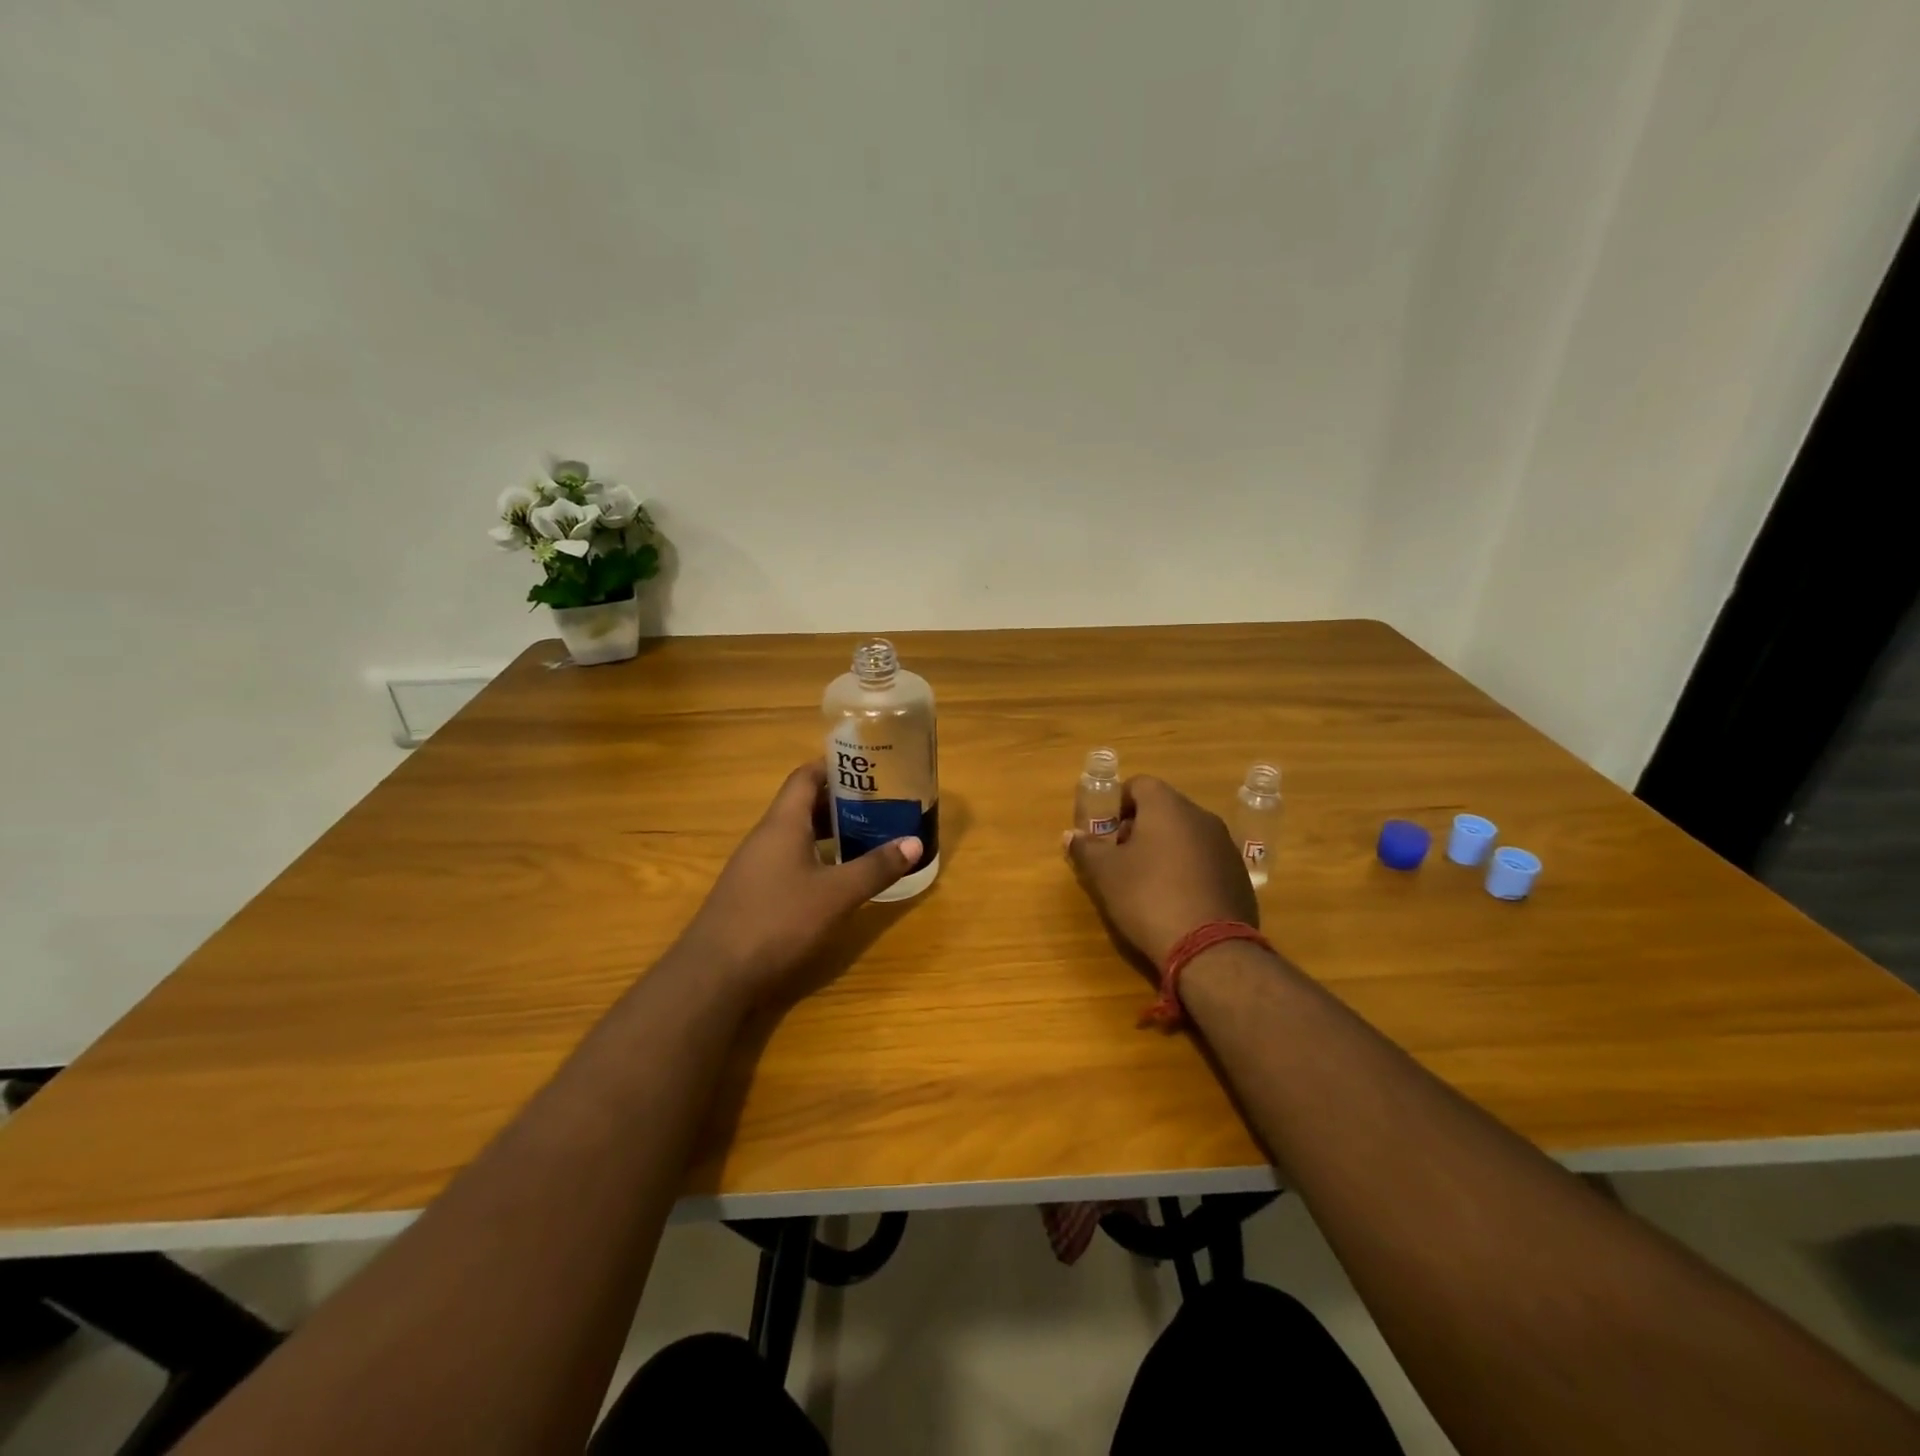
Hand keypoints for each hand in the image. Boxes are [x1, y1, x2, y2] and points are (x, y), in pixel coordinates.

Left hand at [679, 761, 922, 1003]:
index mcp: (782, 823)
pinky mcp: (753, 893)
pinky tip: (837, 877)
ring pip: (796, 835)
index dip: (836, 766)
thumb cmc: (778, 921)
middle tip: (880, 803)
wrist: (715, 974)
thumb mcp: (836, 894)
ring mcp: (755, 866)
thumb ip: (876, 867)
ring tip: (867, 835)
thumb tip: (915, 842)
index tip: (870, 767)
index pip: (806, 776)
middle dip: (841, 801)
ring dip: (830, 832)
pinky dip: (816, 858)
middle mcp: (766, 837)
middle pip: (803, 804)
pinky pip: (789, 860)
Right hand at [1065, 775, 1256, 965]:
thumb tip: (1070, 835)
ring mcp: (1225, 846)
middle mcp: (1201, 817)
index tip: (1104, 831)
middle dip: (1138, 828)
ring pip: (1186, 835)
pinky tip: (1175, 900)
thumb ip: (1086, 848)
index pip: (1139, 785)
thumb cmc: (1148, 897)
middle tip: (1119, 858)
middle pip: (1163, 810)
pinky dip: (1187, 870)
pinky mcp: (1239, 875)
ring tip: (1146, 882)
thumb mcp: (1105, 873)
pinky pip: (1205, 861)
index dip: (1117, 803)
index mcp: (1168, 807)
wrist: (1209, 948)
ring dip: (1164, 849)